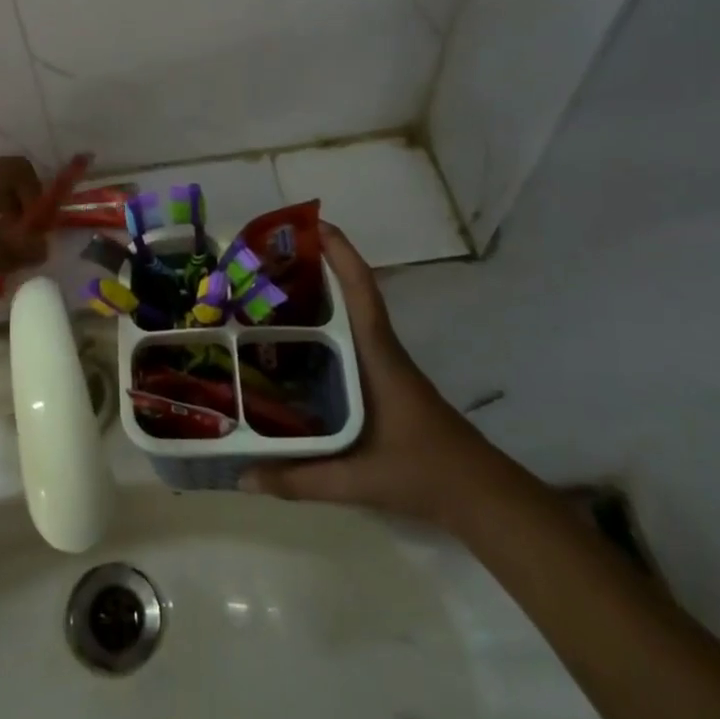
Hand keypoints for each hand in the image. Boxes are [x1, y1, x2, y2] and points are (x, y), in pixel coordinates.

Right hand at [240, 225, 496, 525]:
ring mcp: (383, 362)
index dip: (340, 253)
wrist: (479, 494)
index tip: (313, 224)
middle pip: (348, 292)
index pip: (360, 291)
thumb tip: (240, 475)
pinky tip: (293, 340)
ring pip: (348, 313)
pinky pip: (349, 336)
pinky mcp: (383, 377)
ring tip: (268, 289)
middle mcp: (380, 349)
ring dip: (317, 293)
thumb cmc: (422, 472)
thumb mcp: (357, 479)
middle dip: (314, 266)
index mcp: (377, 356)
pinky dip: (323, 323)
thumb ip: (299, 479)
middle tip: (267, 257)